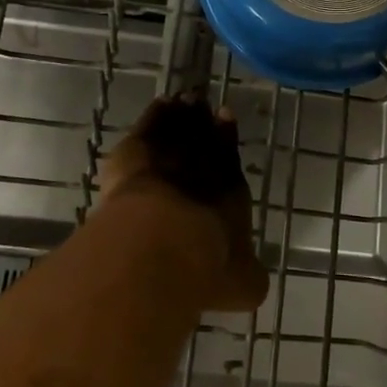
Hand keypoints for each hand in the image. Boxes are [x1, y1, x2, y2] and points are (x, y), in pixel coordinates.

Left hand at [98, 95, 269, 312]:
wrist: (161, 244)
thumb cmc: (206, 266)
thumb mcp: (241, 284)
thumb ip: (246, 276)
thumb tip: (251, 279)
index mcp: (231, 188)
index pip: (230, 155)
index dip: (228, 136)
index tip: (225, 117)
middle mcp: (203, 164)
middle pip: (203, 134)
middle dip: (203, 121)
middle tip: (201, 106)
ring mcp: (168, 153)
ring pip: (178, 124)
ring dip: (181, 113)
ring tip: (181, 101)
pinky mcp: (135, 151)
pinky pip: (150, 124)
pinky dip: (156, 114)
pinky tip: (158, 107)